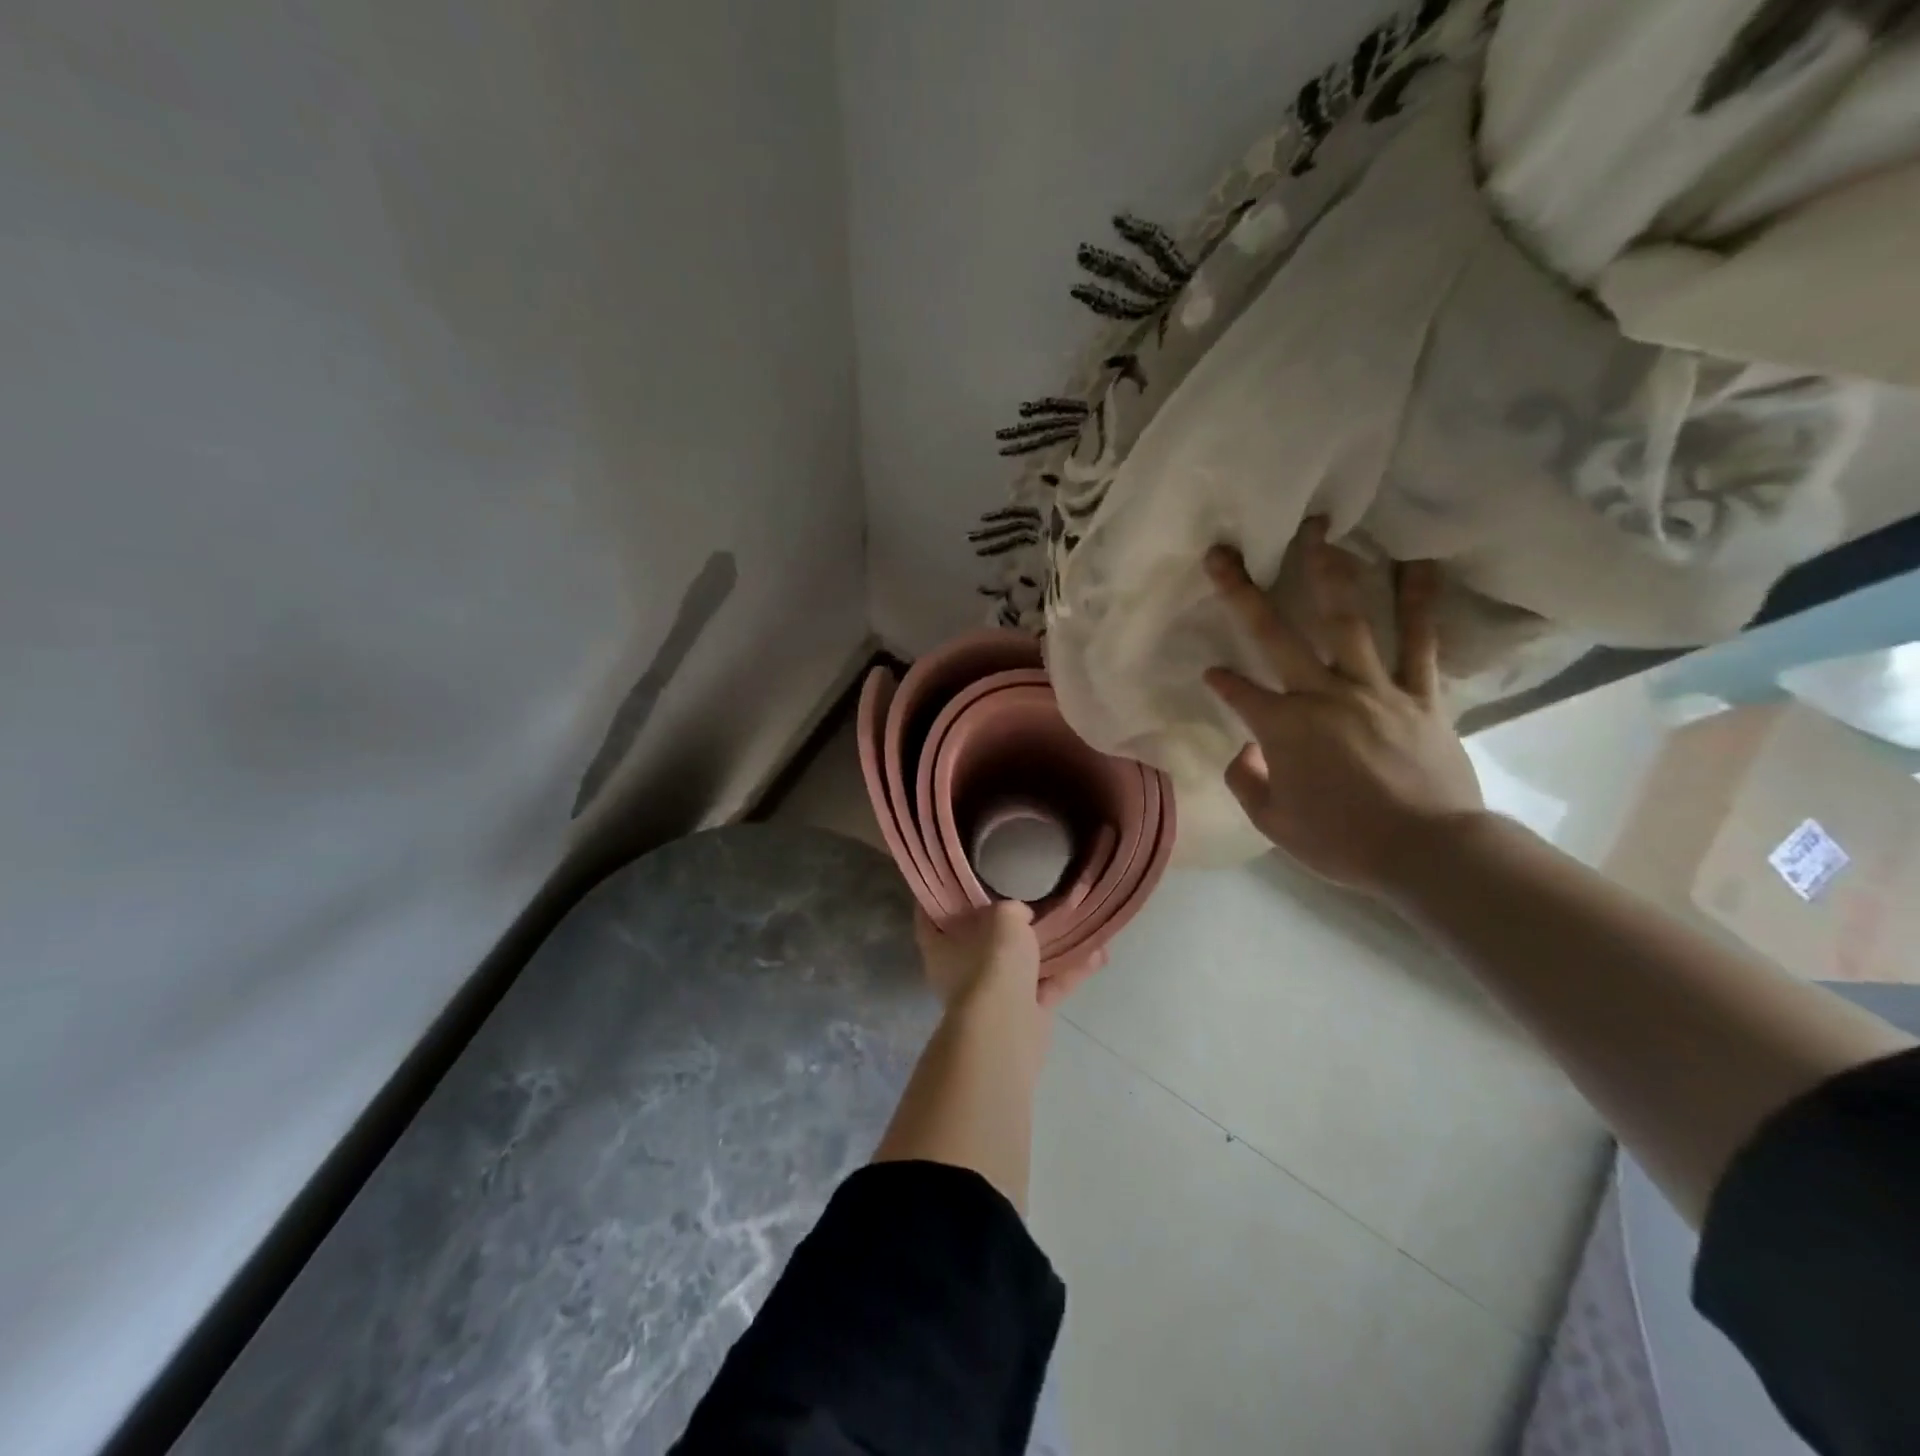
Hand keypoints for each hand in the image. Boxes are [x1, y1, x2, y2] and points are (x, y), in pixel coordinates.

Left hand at [915, 903, 1106, 1010]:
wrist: (1007, 1027)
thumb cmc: (992, 962)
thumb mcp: (1004, 917)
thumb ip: (1010, 910)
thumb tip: (1018, 916)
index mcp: (939, 946)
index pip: (931, 915)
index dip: (943, 895)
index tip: (960, 877)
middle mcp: (961, 971)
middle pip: (982, 940)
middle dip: (1007, 924)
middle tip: (1028, 897)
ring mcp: (992, 996)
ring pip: (1022, 964)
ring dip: (1050, 948)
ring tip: (1077, 923)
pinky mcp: (1024, 1015)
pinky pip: (1048, 985)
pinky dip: (1070, 971)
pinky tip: (1098, 954)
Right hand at [1201, 519, 1483, 897]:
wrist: (1428, 852)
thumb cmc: (1343, 841)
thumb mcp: (1275, 824)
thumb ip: (1248, 781)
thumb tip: (1246, 751)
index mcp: (1284, 727)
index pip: (1238, 691)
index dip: (1220, 679)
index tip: (1210, 670)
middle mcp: (1323, 694)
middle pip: (1277, 635)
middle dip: (1244, 593)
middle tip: (1224, 554)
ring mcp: (1374, 688)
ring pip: (1347, 621)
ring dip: (1330, 574)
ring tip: (1321, 533)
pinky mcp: (1420, 694)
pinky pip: (1420, 641)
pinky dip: (1419, 602)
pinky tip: (1418, 563)